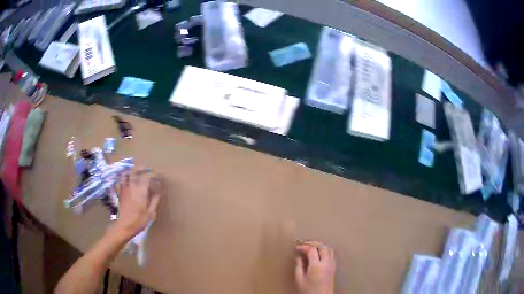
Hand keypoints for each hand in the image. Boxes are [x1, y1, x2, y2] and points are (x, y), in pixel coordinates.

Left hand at [113, 168, 161, 238]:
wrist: (123, 227)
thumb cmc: (138, 221)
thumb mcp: (150, 214)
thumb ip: (155, 200)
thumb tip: (159, 191)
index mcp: (140, 191)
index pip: (147, 177)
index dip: (154, 175)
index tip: (159, 176)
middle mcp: (131, 186)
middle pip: (135, 171)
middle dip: (143, 168)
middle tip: (149, 170)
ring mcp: (124, 188)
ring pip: (127, 173)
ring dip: (134, 170)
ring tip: (139, 172)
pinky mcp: (120, 192)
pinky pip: (122, 180)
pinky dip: (126, 176)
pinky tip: (130, 179)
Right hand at [295, 241, 335, 293]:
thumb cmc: (308, 290)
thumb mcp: (299, 279)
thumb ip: (299, 265)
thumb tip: (298, 255)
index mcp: (316, 266)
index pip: (311, 250)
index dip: (303, 247)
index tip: (296, 248)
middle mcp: (326, 262)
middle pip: (322, 246)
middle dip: (312, 243)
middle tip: (304, 245)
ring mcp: (332, 264)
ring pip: (328, 248)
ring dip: (320, 246)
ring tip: (311, 248)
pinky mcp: (334, 267)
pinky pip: (331, 254)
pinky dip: (325, 250)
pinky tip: (318, 254)